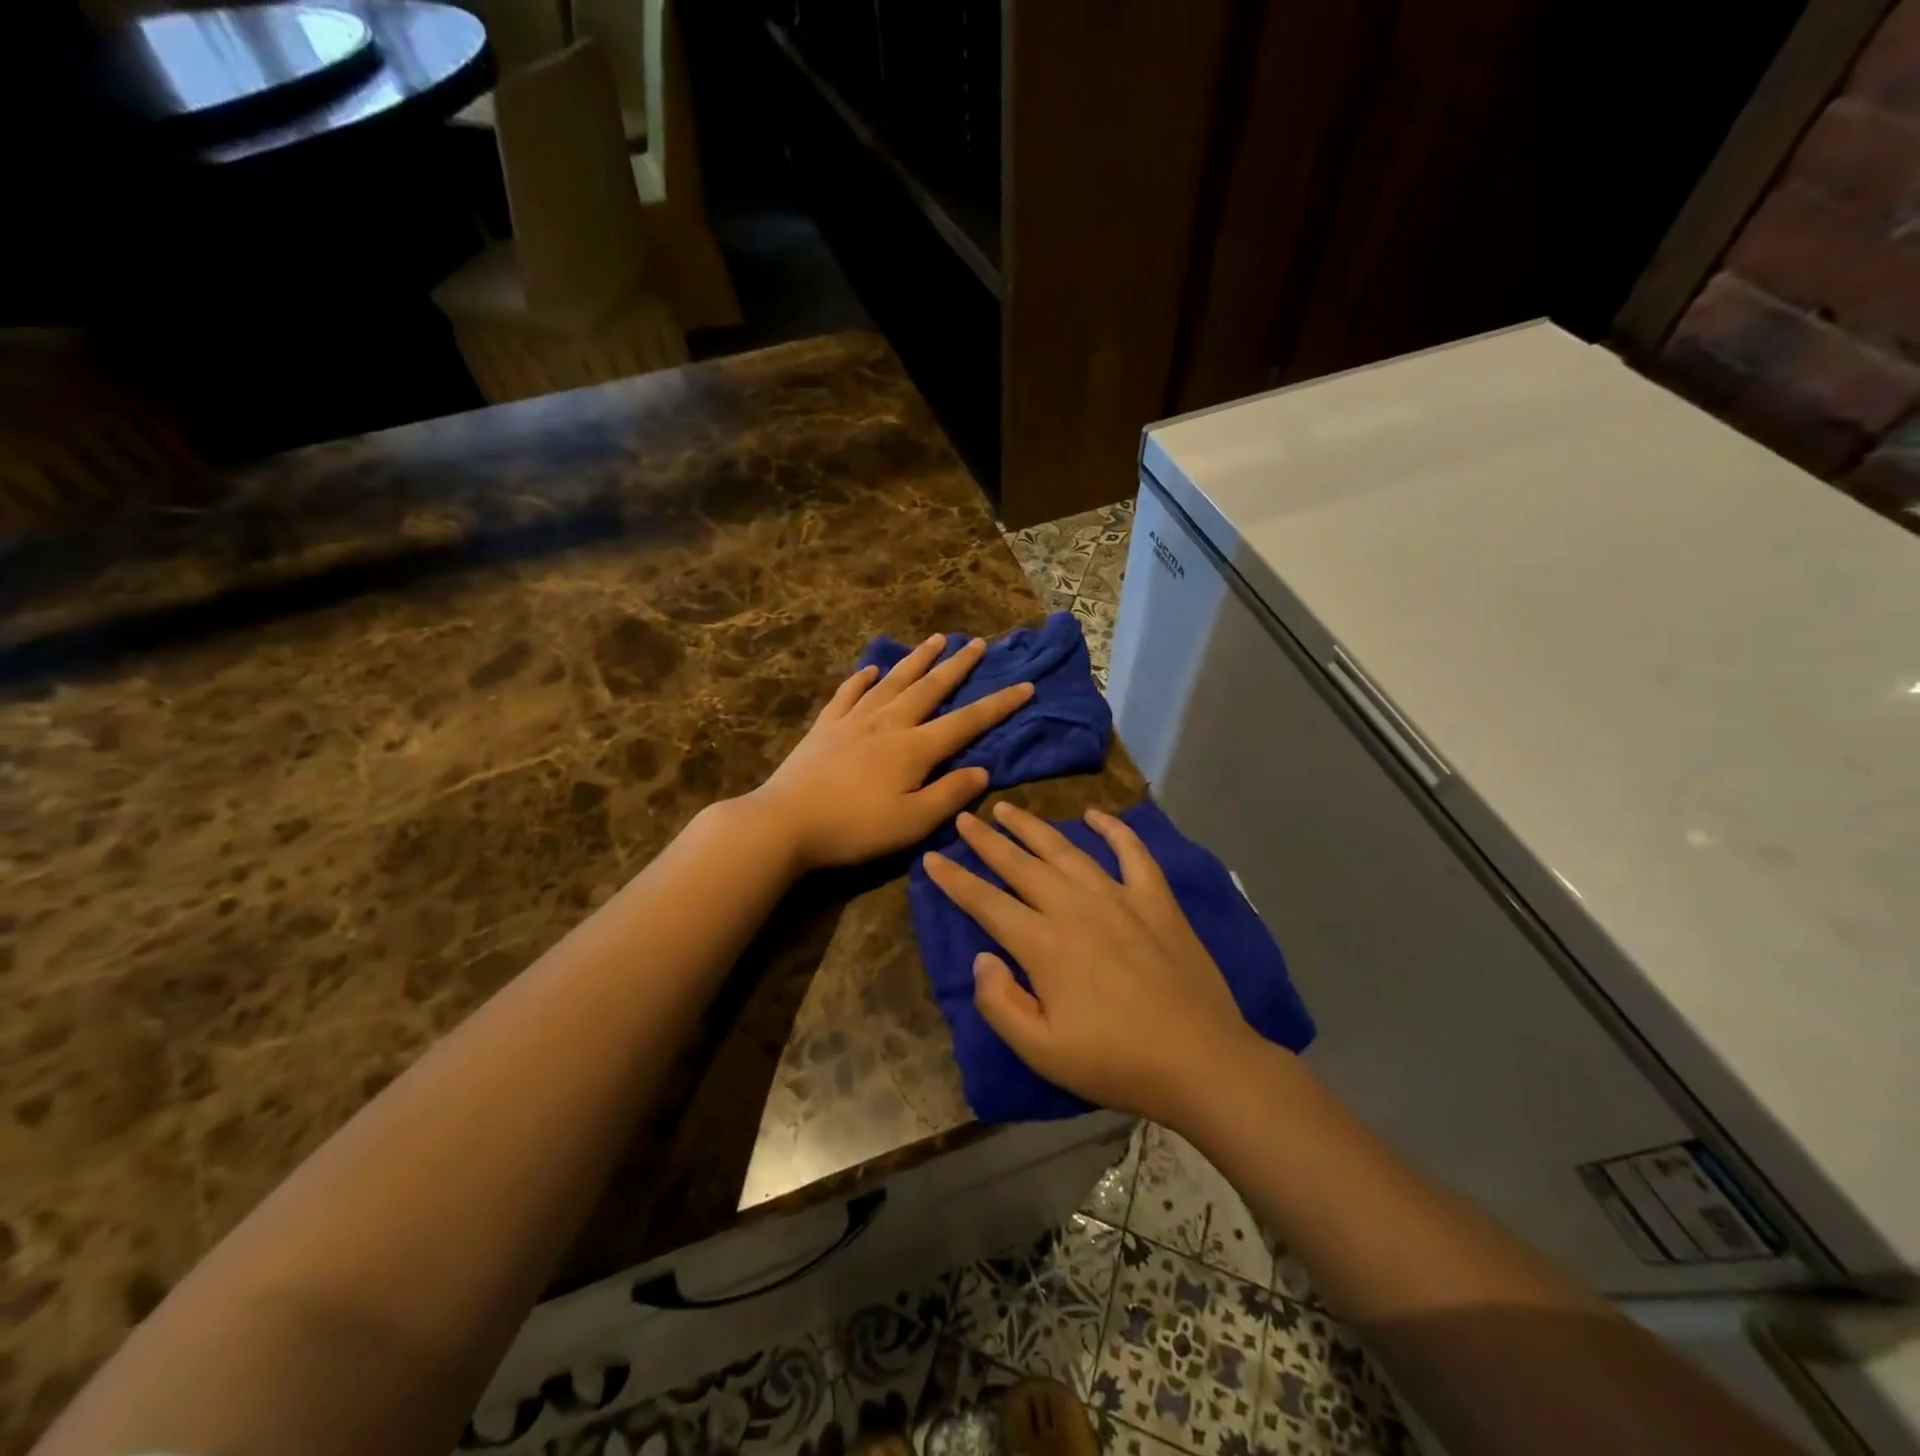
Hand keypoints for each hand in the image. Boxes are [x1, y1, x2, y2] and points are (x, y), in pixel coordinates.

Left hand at [747, 634, 1034, 870]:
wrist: (785, 822)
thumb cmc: (855, 828)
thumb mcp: (913, 822)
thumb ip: (950, 794)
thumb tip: (983, 771)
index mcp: (915, 748)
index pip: (967, 722)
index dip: (999, 705)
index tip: (1026, 685)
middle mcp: (889, 723)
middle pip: (930, 688)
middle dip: (958, 666)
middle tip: (978, 643)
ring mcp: (854, 721)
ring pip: (893, 682)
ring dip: (917, 660)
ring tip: (935, 639)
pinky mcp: (825, 727)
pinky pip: (848, 694)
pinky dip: (862, 679)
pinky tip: (870, 669)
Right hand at [921, 801, 1256, 1125]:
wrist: (1202, 1062)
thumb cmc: (1116, 1063)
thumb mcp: (1042, 1052)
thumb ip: (1000, 1003)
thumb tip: (982, 958)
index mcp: (1044, 945)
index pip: (987, 903)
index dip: (955, 880)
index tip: (932, 858)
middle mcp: (1076, 908)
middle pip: (1021, 865)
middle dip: (987, 840)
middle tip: (964, 818)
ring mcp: (1119, 898)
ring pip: (1066, 851)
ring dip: (1033, 827)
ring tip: (1008, 808)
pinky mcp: (1156, 901)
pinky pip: (1132, 853)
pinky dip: (1113, 829)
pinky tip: (1095, 815)